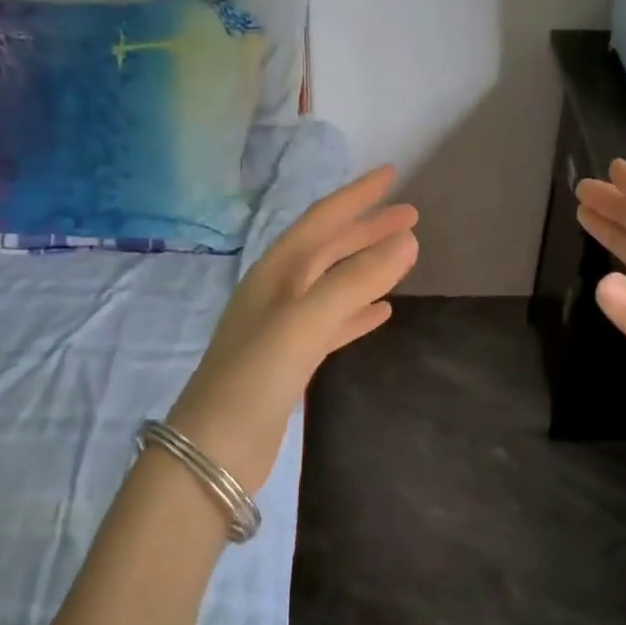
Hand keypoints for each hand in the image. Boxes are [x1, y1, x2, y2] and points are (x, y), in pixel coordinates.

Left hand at [167, 166, 417, 493]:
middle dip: (367, 229)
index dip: (356, 196)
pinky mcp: (291, 361)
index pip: (321, 220)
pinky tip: (382, 312)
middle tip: (411, 216)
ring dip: (366, 267)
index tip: (393, 175)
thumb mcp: (305, 322)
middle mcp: (277, 292)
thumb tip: (407, 241)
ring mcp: (283, 327)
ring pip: (332, 284)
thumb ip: (355, 281)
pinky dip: (357, 312)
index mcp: (276, 272)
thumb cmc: (255, 376)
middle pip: (329, 249)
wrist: (214, 449)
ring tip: (403, 256)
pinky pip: (332, 323)